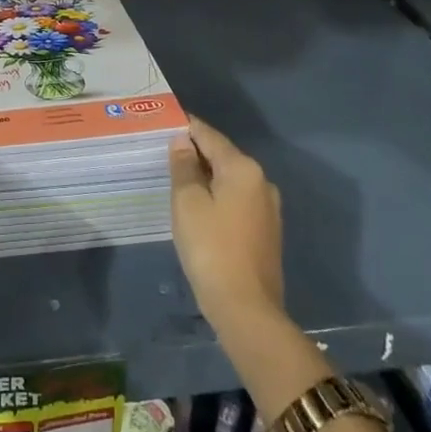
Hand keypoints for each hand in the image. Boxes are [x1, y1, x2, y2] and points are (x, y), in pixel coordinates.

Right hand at [169, 118, 284, 335]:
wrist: (246, 309)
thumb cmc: (211, 248)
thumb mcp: (188, 202)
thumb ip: (184, 166)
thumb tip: (183, 141)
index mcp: (243, 168)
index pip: (208, 135)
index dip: (185, 127)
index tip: (163, 122)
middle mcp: (261, 181)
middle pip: (222, 156)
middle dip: (195, 152)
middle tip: (163, 153)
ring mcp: (268, 208)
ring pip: (230, 179)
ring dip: (206, 177)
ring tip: (177, 180)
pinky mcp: (266, 231)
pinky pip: (237, 200)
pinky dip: (217, 197)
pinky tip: (199, 208)